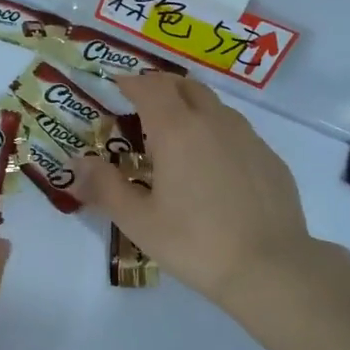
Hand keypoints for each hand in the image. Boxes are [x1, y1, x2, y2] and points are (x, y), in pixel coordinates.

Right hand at [73, 75, 322, 320]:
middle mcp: (214, 122)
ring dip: (191, 108)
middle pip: (185, 86)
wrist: (269, 267)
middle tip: (143, 107)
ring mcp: (248, 137)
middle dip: (161, 88)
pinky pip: (237, 132)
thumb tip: (79, 163)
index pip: (150, 87)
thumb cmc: (195, 243)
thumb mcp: (139, 221)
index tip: (116, 86)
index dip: (130, 82)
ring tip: (177, 137)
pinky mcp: (270, 158)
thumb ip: (105, 187)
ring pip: (215, 106)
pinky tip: (213, 168)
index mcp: (177, 130)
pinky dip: (217, 134)